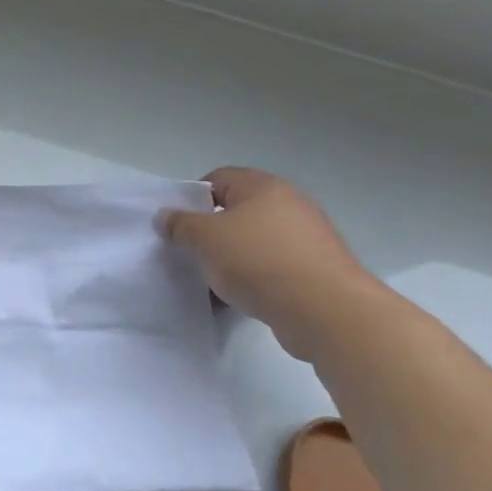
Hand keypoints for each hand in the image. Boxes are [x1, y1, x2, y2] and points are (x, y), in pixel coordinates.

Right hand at [159, 167, 384, 360]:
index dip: (192, 198)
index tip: (178, 226)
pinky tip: (237, 298)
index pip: (218, 178)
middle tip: (190, 253)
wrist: (326, 311)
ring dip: (229, 258)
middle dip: (210, 232)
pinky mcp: (314, 270)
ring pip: (252, 242)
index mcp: (263, 187)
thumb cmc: (259, 261)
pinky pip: (271, 267)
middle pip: (236, 211)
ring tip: (211, 281)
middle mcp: (289, 204)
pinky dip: (252, 278)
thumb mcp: (205, 238)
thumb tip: (165, 216)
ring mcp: (306, 238)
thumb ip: (180, 224)